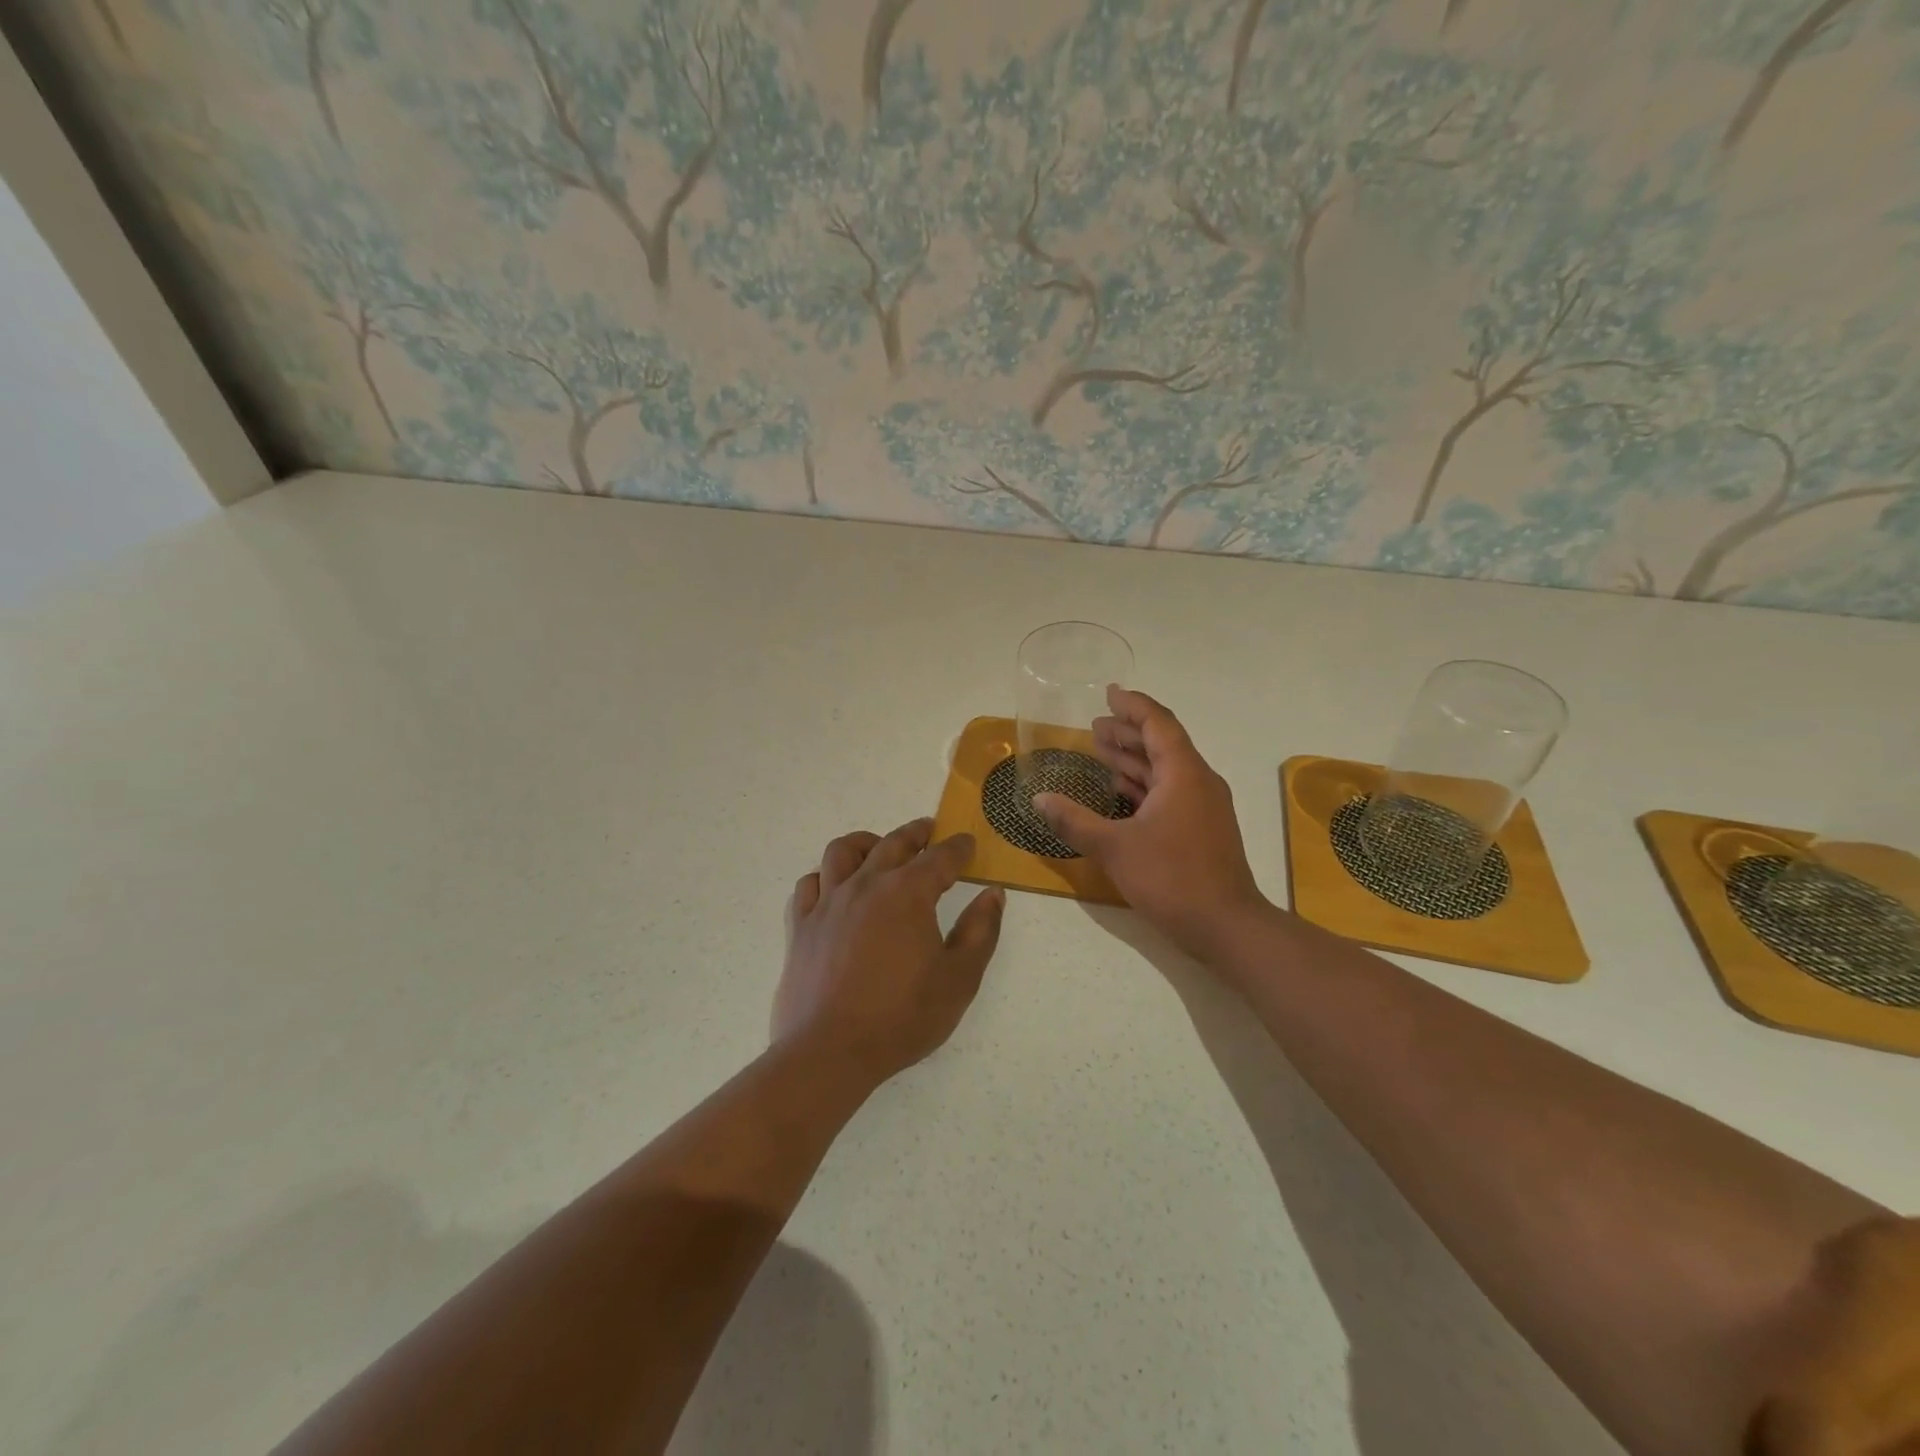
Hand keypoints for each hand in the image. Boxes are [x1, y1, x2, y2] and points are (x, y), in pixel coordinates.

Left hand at [775, 818, 1005, 1087]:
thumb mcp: (959, 979)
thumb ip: (981, 931)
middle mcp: (866, 885)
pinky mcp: (800, 926)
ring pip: (843, 852)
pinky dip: (824, 877)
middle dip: (916, 832)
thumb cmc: (902, 1017)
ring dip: (866, 843)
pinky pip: (809, 885)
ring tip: (878, 848)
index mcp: (908, 894)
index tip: (968, 843)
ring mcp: (828, 903)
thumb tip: (993, 894)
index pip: (940, 858)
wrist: (829, 1052)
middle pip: (893, 844)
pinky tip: (834, 888)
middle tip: (929, 829)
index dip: (958, 848)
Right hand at [1034, 687, 1270, 960]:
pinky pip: (1169, 792)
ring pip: (1165, 770)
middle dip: (1127, 732)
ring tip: (1100, 751)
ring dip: (1133, 759)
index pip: (1158, 723)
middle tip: (1094, 727)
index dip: (1132, 705)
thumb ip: (1074, 820)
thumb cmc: (1171, 877)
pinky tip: (1119, 792)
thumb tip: (1039, 799)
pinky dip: (1143, 786)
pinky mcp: (1201, 829)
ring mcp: (1203, 807)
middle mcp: (1198, 782)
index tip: (1109, 693)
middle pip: (1161, 743)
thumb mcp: (1114, 847)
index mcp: (1183, 773)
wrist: (1225, 926)